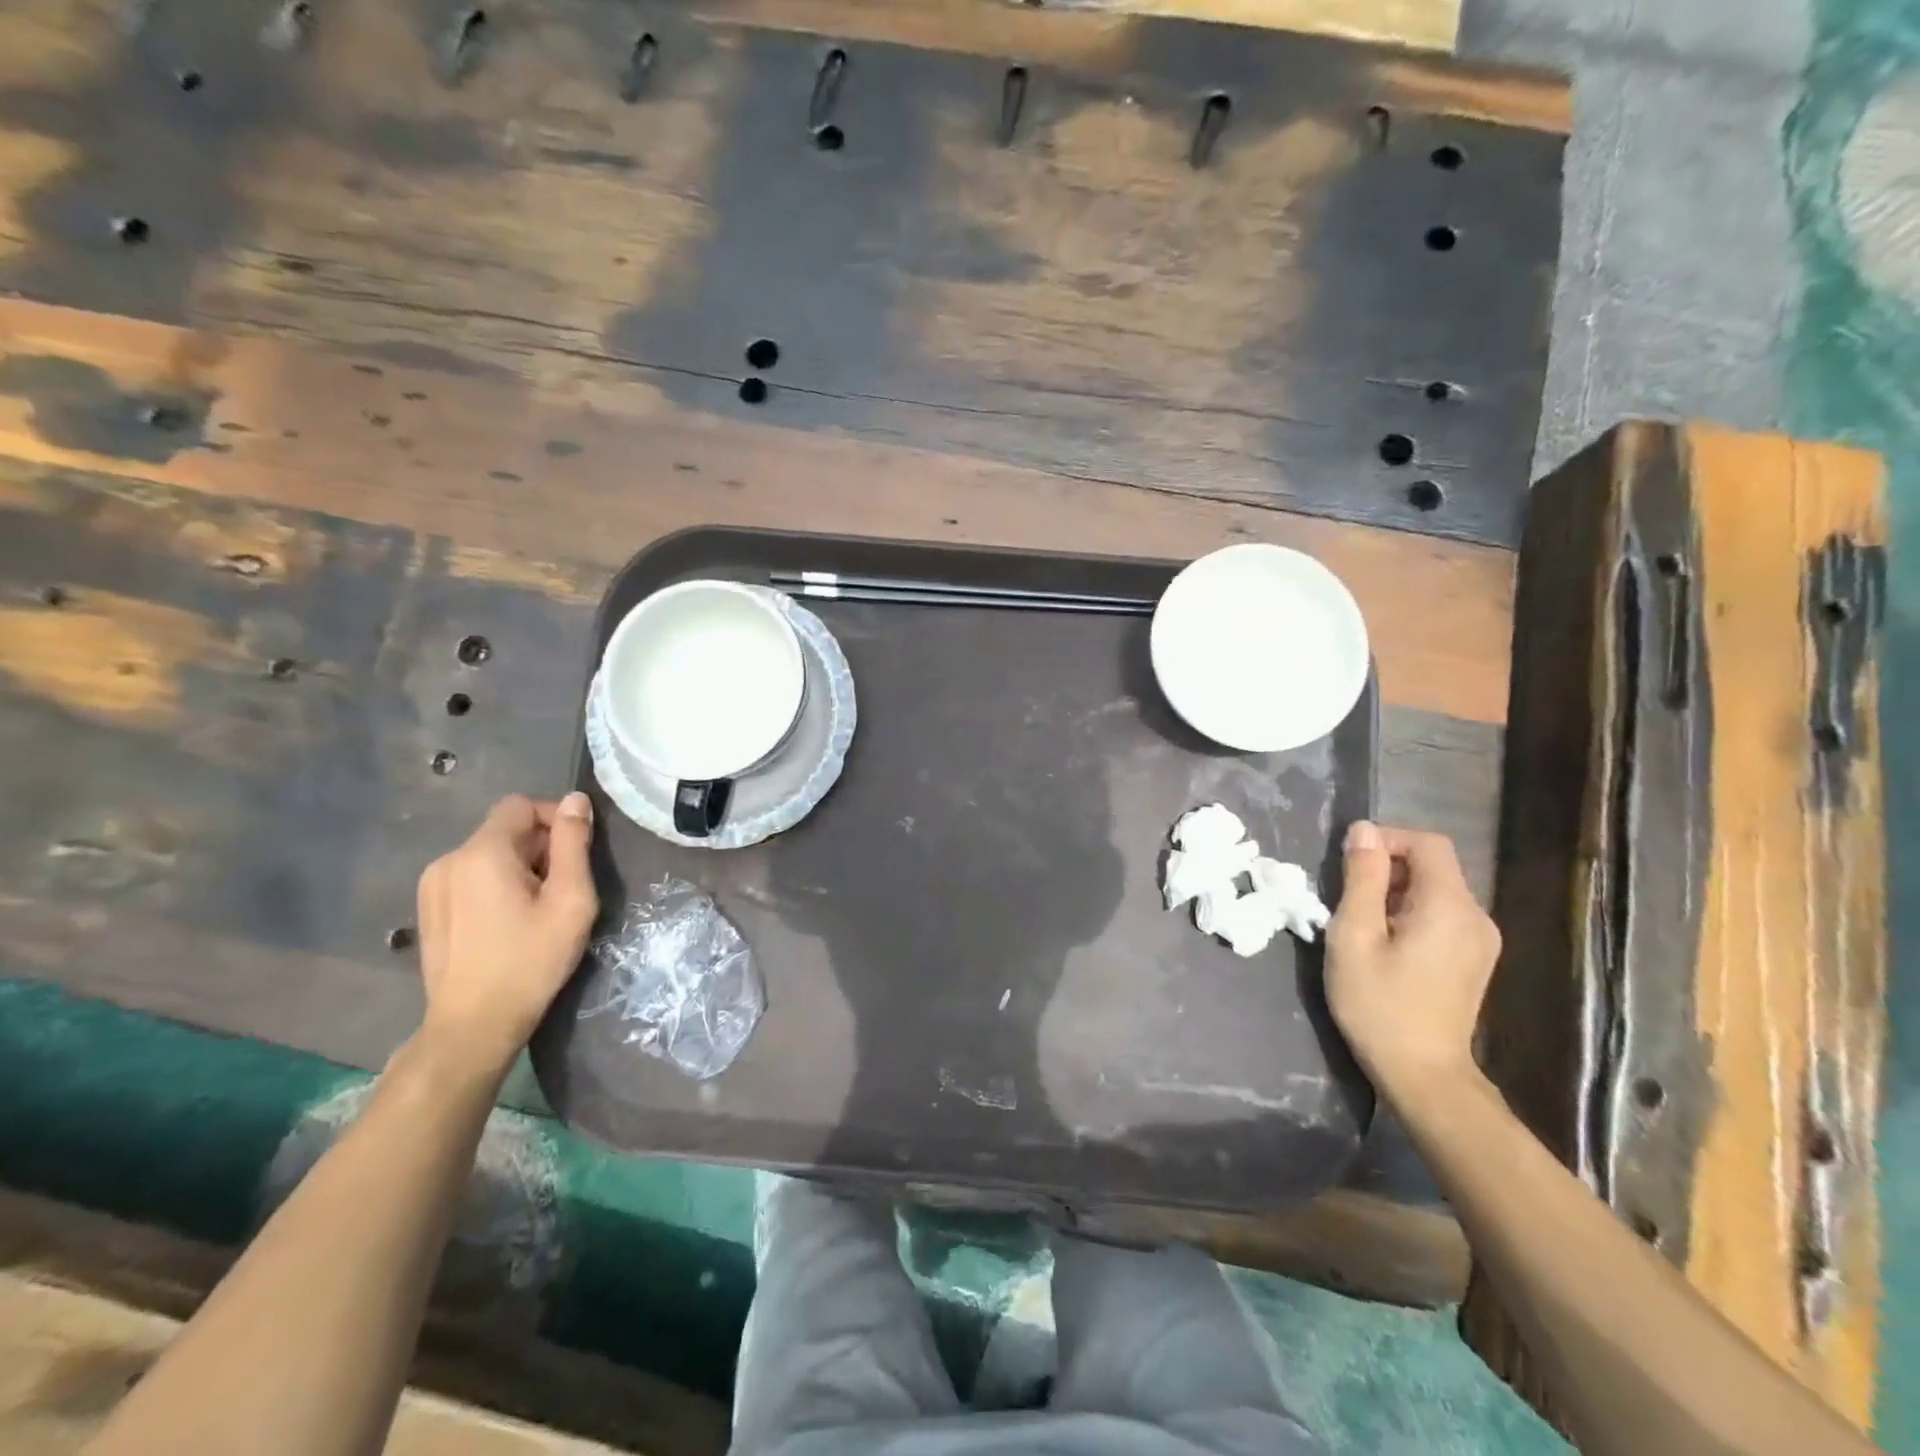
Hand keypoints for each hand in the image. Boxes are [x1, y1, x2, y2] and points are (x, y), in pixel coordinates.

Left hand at [414, 792, 598, 1077]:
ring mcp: (432, 885)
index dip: (555, 818)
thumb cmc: (531, 960)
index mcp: (483, 853)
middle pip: (505, 829)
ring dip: (519, 866)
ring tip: (537, 907)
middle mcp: (449, 859)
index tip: (577, 853)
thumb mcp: (570, 899)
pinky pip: (471, 875)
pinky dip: (496, 883)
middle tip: (563, 888)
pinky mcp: (428, 908)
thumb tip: (575, 800)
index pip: (522, 805)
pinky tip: (509, 920)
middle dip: (540, 847)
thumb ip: (573, 844)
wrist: (474, 1025)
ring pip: (488, 853)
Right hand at [1325, 821, 1499, 1095]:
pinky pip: (1443, 914)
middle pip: (1434, 865)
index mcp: (1449, 906)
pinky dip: (1411, 912)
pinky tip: (1386, 943)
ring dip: (1396, 891)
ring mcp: (1481, 940)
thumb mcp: (1355, 935)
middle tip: (1348, 897)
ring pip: (1436, 890)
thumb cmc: (1379, 1003)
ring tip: (1362, 922)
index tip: (1350, 863)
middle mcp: (1476, 916)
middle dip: (1388, 867)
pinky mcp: (1475, 959)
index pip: (1428, 843)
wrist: (1423, 1074)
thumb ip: (1362, 878)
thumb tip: (1364, 831)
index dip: (1388, 839)